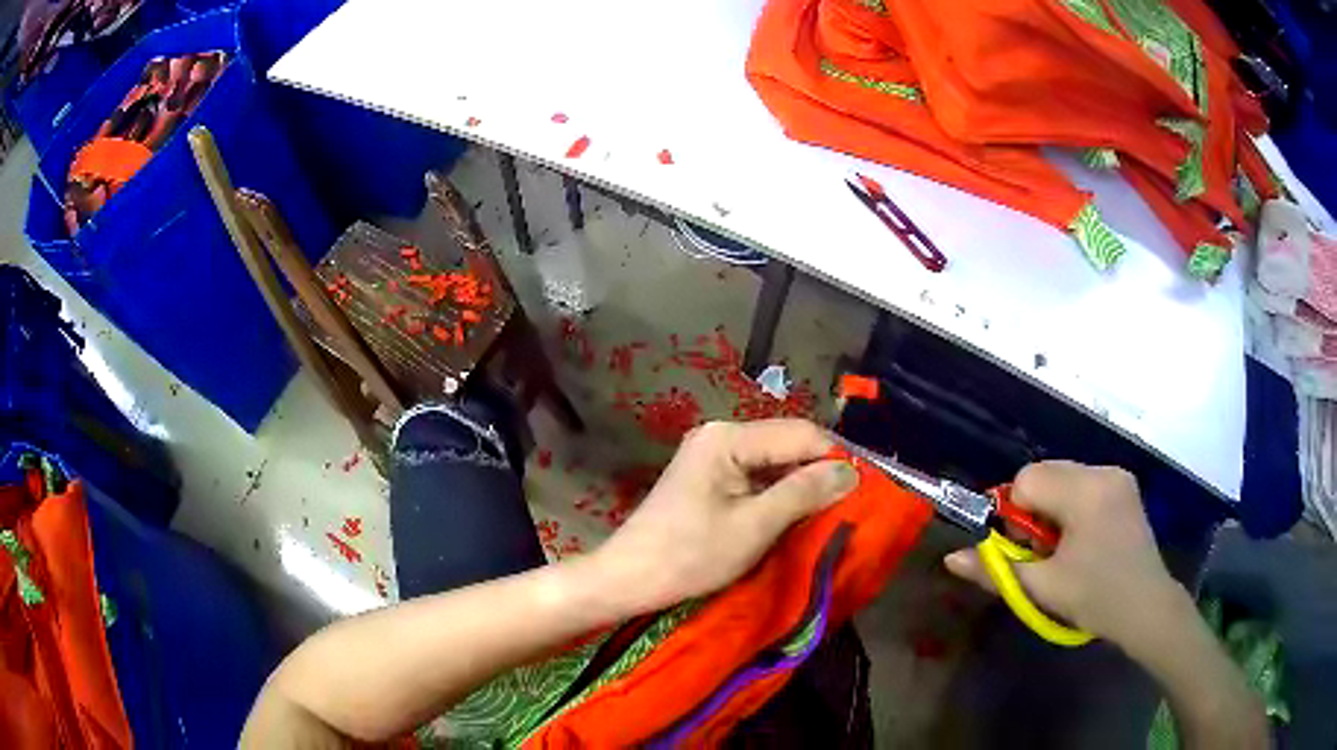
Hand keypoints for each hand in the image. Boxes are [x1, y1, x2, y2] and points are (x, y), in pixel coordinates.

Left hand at [591, 420, 859, 614]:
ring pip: (774, 463)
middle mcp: (720, 435)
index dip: (836, 457)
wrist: (629, 579)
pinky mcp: (708, 479)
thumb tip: (852, 470)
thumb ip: (804, 493)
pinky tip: (797, 515)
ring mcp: (712, 456)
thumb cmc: (689, 555)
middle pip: (787, 444)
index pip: (800, 433)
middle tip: (854, 502)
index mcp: (728, 437)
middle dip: (820, 472)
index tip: (869, 486)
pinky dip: (779, 495)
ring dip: (802, 485)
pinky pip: (756, 477)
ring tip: (833, 511)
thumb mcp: (754, 526)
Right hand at [943, 461, 1185, 650]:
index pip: (1027, 479)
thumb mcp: (1042, 589)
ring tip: (1064, 546)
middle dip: (1033, 508)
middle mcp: (1102, 471)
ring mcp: (1117, 475)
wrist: (1147, 606)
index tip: (1024, 547)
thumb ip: (996, 570)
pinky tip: (1083, 536)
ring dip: (1051, 506)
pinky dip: (1071, 504)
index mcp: (1085, 492)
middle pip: (1045, 472)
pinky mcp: (1125, 485)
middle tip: (1043, 550)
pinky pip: (1083, 482)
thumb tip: (951, 558)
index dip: (1015, 514)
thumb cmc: (1096, 598)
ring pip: (1063, 476)